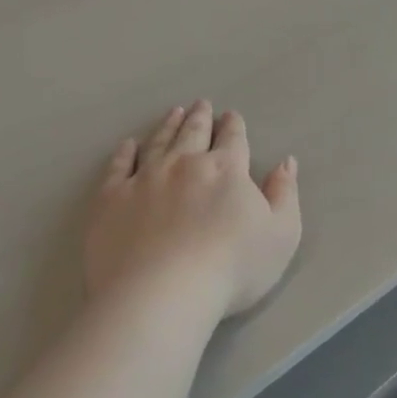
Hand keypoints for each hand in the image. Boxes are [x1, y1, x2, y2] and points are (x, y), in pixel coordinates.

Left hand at [85, 101, 301, 317]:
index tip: (231, 116)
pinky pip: (118, 167)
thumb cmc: (231, 268)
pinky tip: (128, 145)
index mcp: (226, 170)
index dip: (233, 126)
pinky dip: (124, 153)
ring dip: (168, 126)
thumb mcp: (281, 235)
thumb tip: (285, 162)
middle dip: (200, 117)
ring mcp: (143, 178)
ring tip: (174, 113)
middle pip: (193, 133)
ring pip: (158, 142)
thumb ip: (284, 195)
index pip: (232, 139)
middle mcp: (184, 164)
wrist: (162, 292)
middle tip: (201, 105)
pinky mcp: (110, 199)